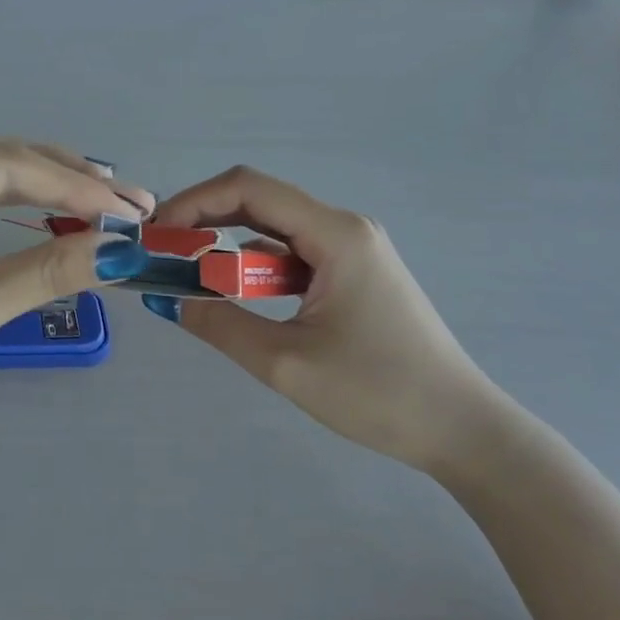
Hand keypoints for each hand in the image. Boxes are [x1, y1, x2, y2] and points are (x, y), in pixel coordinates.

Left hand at [0, 137, 154, 458]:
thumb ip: (43, 272)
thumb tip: (121, 251)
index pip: (5, 165)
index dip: (73, 185)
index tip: (131, 209)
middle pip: (0, 162)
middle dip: (67, 182)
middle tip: (132, 203)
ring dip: (48, 194)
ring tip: (108, 206)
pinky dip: (20, 216)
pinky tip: (57, 219)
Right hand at [144, 167, 508, 474]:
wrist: (463, 431)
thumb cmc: (378, 393)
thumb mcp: (286, 363)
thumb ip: (220, 325)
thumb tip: (168, 300)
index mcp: (335, 234)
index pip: (248, 188)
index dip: (193, 201)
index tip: (156, 233)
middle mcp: (344, 227)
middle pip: (258, 201)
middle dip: (204, 220)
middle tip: (162, 252)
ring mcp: (353, 249)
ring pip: (273, 228)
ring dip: (228, 246)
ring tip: (187, 274)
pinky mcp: (354, 273)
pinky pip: (292, 253)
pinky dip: (255, 266)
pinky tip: (234, 293)